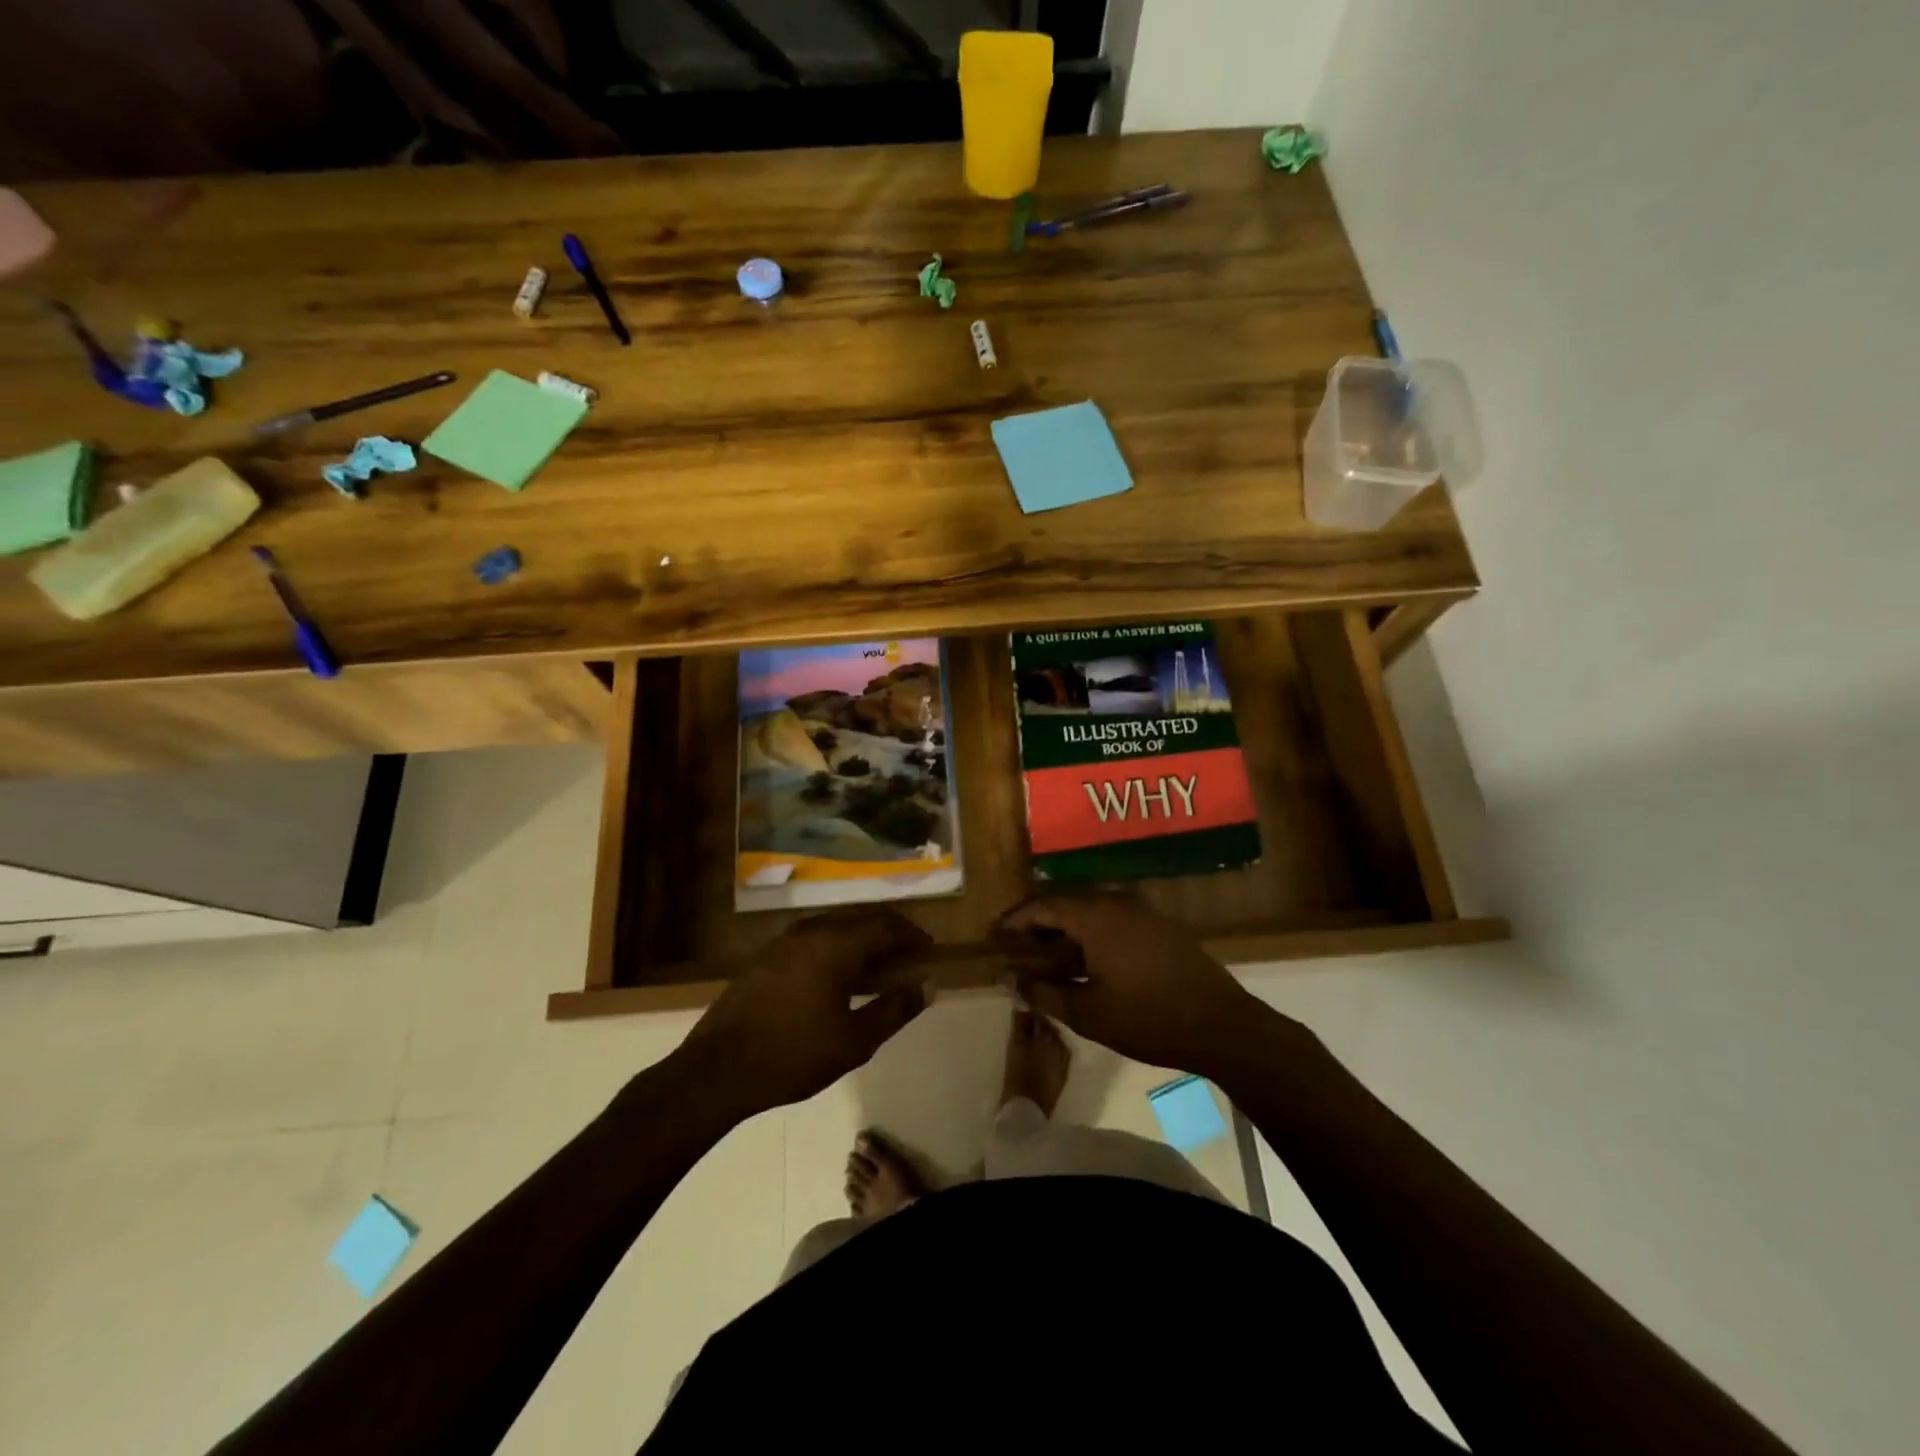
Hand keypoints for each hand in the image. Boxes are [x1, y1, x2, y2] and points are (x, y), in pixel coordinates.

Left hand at [679, 910, 932, 1116]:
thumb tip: (927, 986)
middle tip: (909, 958)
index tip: (929, 952)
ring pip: (836, 928)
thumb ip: (895, 1009)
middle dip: (890, 935)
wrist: (717, 1069)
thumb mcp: (855, 1040)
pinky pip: (814, 939)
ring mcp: (784, 940)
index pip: (887, 925)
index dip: (913, 936)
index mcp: (836, 943)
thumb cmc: (793, 1055)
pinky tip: (840, 979)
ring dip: (862, 942)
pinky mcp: (766, 955)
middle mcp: (811, 930)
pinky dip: (837, 949)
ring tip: (879, 970)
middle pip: (862, 919)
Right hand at [997, 894, 1292, 1079]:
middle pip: (1066, 901)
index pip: (1044, 905)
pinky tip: (1087, 960)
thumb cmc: (1148, 1019)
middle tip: (1017, 946)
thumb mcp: (1088, 1013)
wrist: (1222, 1026)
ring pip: (1091, 909)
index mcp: (1096, 916)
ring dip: (1065, 928)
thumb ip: (1043, 993)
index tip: (995, 935)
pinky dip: (1090, 933)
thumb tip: (1008, 980)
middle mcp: (1118, 902)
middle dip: (1038, 922)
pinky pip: (1113, 918)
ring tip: (1047, 956)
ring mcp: (1143, 911)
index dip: (1016, 919)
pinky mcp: (1160, 926)